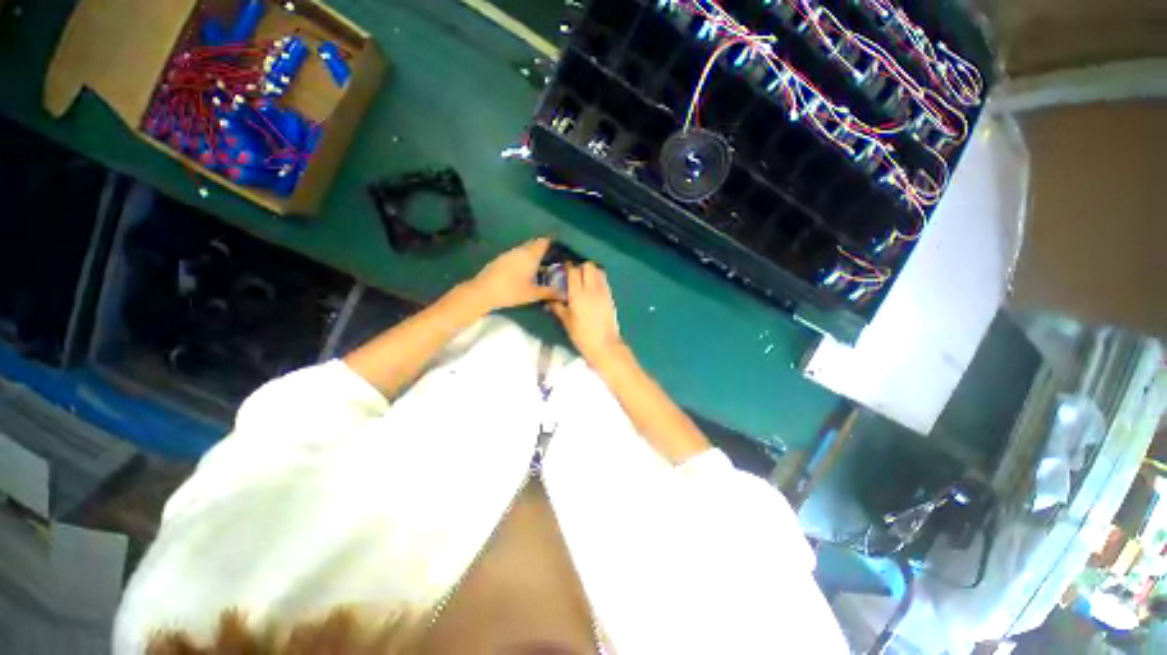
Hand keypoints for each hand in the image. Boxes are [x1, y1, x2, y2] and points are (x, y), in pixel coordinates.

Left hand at [465, 238, 558, 311]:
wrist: (483, 291)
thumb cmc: (511, 291)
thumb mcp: (533, 294)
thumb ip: (549, 292)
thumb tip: (564, 294)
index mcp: (530, 256)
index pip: (543, 242)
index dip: (552, 242)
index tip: (559, 247)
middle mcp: (520, 251)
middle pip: (534, 244)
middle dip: (543, 249)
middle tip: (552, 258)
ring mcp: (508, 254)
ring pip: (524, 249)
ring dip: (532, 254)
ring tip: (540, 265)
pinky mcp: (500, 259)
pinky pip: (516, 255)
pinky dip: (523, 259)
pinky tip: (524, 270)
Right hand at [548, 262, 624, 363]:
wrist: (604, 344)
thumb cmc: (582, 335)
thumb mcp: (567, 322)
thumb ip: (558, 308)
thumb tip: (549, 302)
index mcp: (578, 295)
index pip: (573, 272)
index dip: (568, 267)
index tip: (564, 268)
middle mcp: (591, 289)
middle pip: (588, 266)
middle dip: (581, 267)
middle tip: (575, 275)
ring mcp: (603, 292)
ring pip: (598, 271)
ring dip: (591, 272)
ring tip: (585, 281)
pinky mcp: (610, 296)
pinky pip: (604, 281)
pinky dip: (598, 279)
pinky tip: (592, 290)